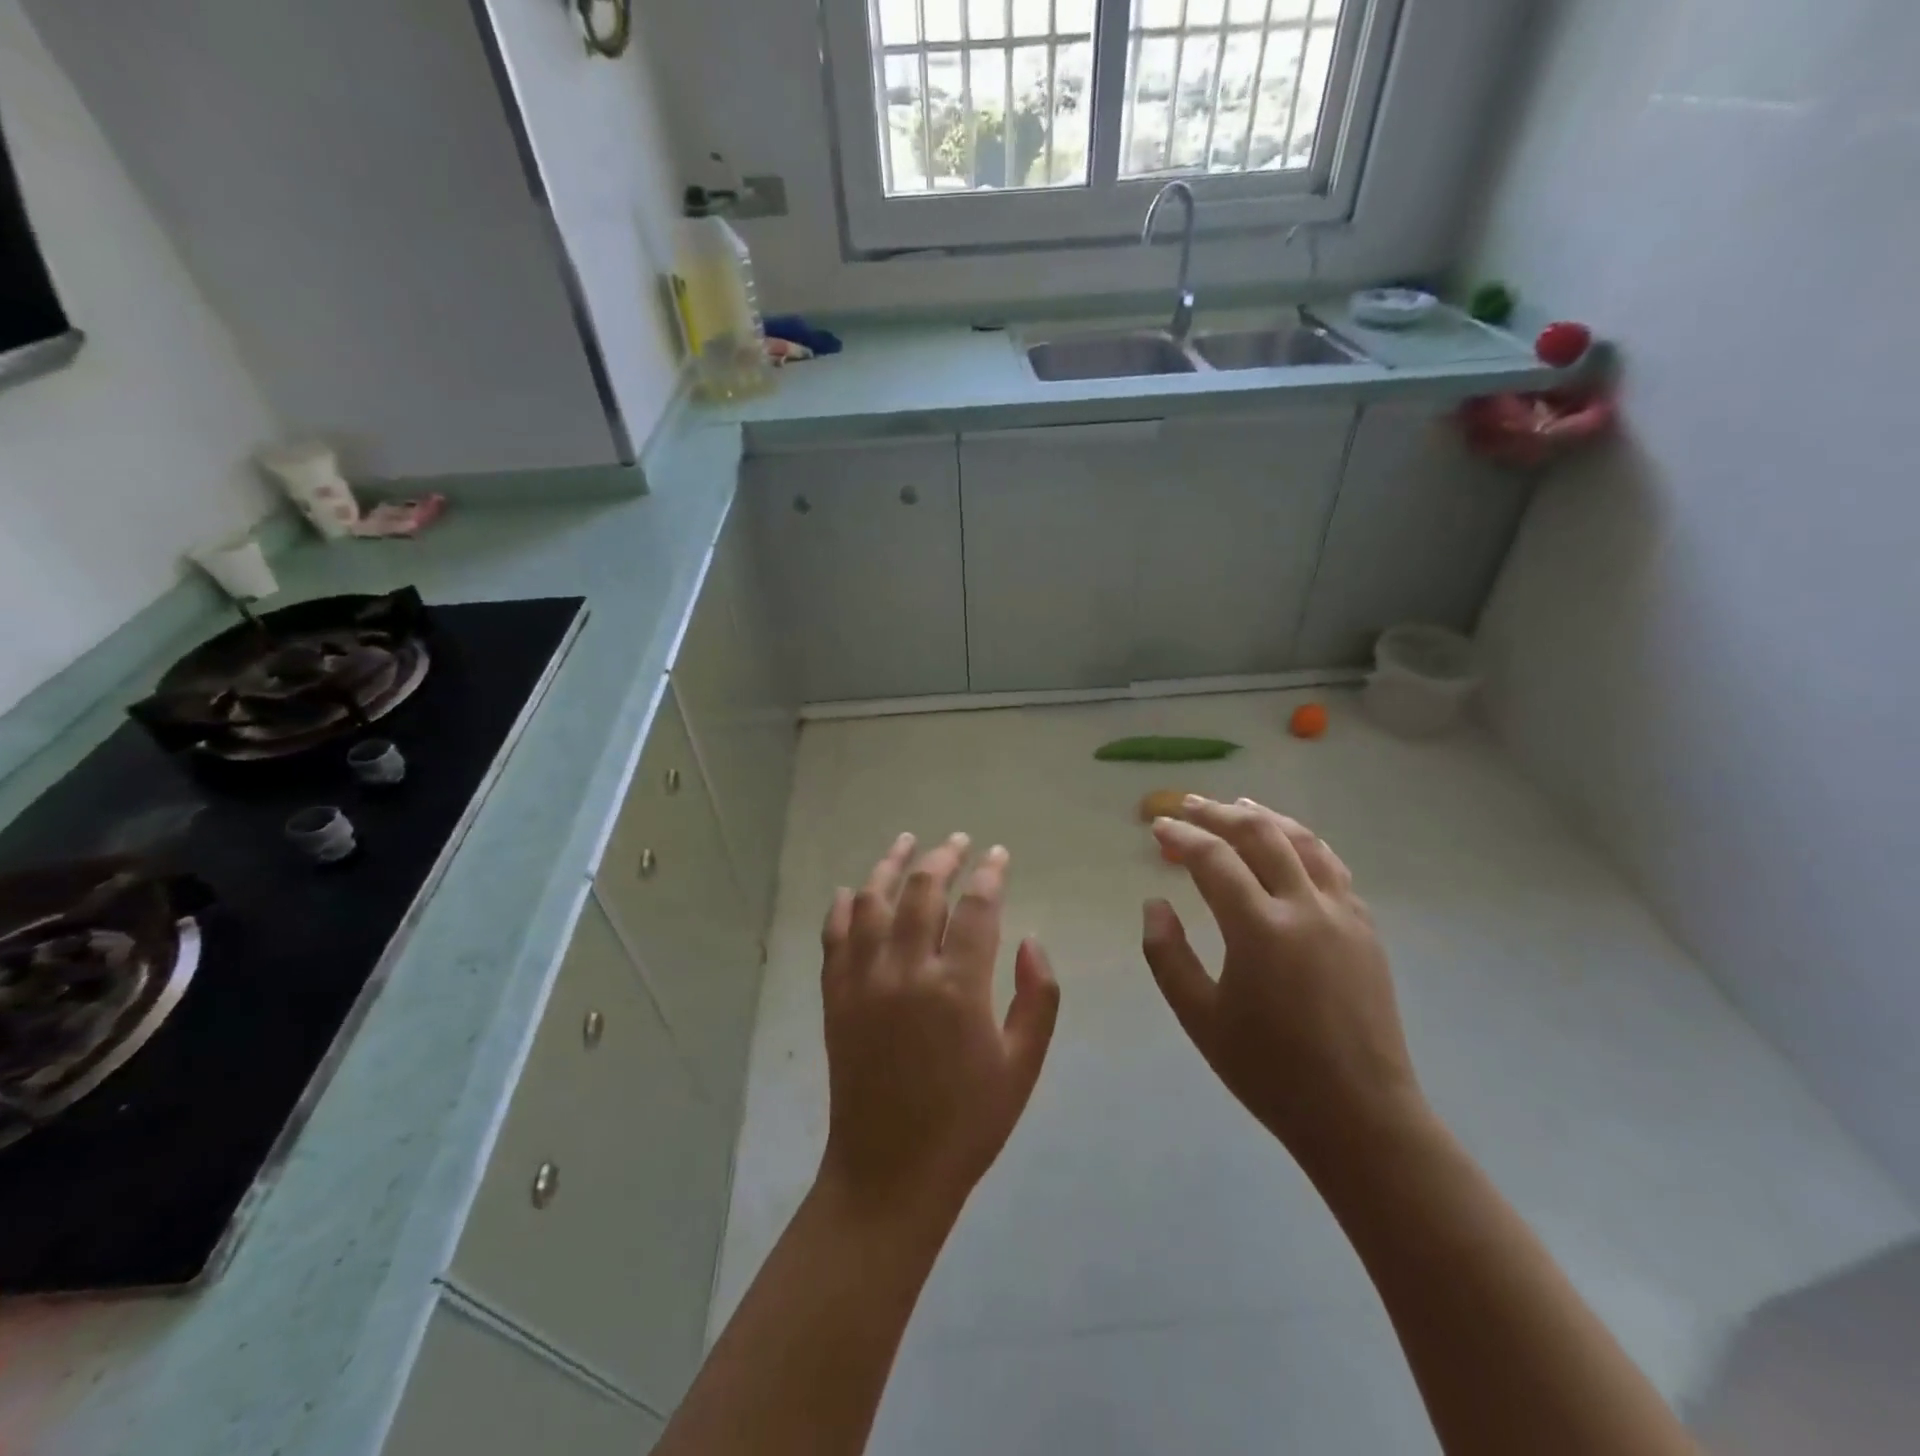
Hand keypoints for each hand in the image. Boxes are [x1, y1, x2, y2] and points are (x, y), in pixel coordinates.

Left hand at [818, 833, 1060, 1227]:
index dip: (990, 873)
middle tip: (958, 842)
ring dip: (890, 865)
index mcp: (958, 987)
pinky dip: (842, 907)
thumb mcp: (1022, 1066)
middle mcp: (906, 971)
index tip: (999, 855)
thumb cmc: (967, 1122)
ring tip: (906, 843)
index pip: (977, 907)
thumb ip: (1037, 997)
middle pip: (923, 890)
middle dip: (943, 857)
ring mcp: (863, 980)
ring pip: (872, 901)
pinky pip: (834, 936)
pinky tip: (851, 890)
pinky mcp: (835, 996)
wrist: (890, 1172)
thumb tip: (1030, 939)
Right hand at [1142, 798, 1423, 1172]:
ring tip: (1238, 806)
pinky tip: (1289, 845)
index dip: (1181, 837)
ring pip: (1303, 841)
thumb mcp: (1199, 1017)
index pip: (1214, 859)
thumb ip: (1167, 954)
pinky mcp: (1365, 929)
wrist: (1360, 1114)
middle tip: (1189, 805)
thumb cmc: (1269, 1070)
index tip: (1158, 828)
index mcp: (1259, 930)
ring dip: (1266, 817)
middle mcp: (1305, 908)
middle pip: (1260, 834)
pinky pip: (1332, 867)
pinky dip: (1303, 843)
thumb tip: (1155, 904)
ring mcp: (1342, 914)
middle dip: (1219, 813)